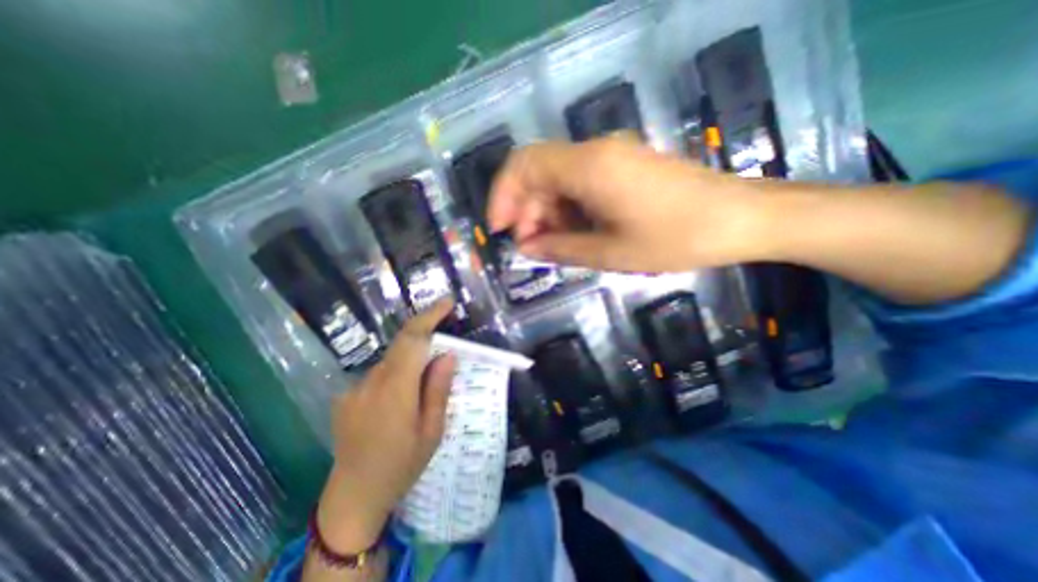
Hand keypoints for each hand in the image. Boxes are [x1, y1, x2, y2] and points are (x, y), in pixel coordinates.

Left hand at [320, 302, 454, 551]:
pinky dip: (398, 373)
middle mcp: (372, 381)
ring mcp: (356, 388)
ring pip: (392, 358)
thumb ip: (438, 389)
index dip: (430, 316)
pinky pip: (380, 373)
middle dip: (425, 331)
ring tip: (425, 384)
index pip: (413, 339)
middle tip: (446, 338)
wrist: (352, 495)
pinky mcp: (348, 395)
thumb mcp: (432, 431)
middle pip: (401, 343)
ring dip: (412, 358)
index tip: (447, 303)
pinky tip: (402, 400)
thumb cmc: (401, 465)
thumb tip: (447, 355)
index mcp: (396, 389)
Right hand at [486, 136, 768, 273]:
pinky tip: (575, 233)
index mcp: (588, 167)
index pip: (523, 165)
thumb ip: (560, 248)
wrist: (739, 218)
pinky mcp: (622, 167)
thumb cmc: (674, 238)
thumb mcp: (609, 252)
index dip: (503, 196)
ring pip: (557, 179)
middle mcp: (594, 152)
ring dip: (546, 212)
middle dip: (525, 210)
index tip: (500, 231)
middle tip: (530, 247)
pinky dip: (567, 208)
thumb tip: (526, 248)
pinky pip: (579, 183)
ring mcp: (610, 157)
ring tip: (554, 246)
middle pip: (538, 171)